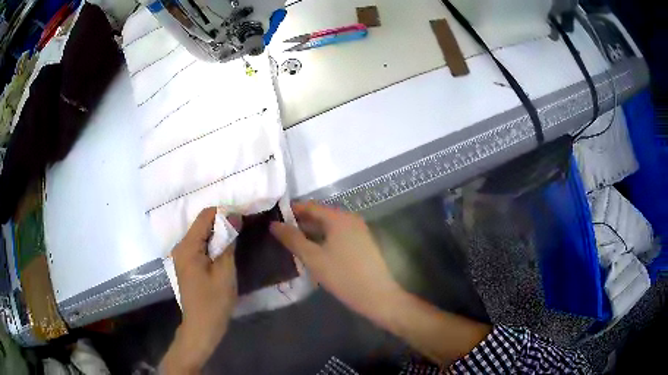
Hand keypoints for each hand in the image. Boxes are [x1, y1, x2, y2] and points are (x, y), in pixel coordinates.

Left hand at [161, 208, 240, 373]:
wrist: (201, 327)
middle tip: (243, 230)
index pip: (205, 216)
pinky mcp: (186, 264)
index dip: (224, 213)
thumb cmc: (214, 301)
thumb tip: (234, 217)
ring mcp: (182, 256)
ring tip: (237, 239)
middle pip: (202, 224)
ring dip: (219, 234)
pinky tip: (226, 252)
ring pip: (202, 234)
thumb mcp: (225, 271)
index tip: (243, 219)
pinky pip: (200, 246)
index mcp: (187, 247)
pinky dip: (213, 245)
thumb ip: (228, 242)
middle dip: (222, 223)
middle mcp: (181, 246)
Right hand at [269, 201, 401, 317]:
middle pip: (320, 215)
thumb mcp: (313, 258)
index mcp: (339, 218)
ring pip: (329, 226)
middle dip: (300, 222)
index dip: (291, 210)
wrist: (377, 296)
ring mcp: (358, 231)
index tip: (273, 217)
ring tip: (291, 242)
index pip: (310, 206)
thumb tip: (274, 224)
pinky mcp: (361, 244)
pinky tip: (312, 251)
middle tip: (279, 232)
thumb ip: (293, 239)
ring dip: (311, 232)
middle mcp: (350, 219)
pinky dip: (323, 239)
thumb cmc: (343, 276)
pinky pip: (337, 235)